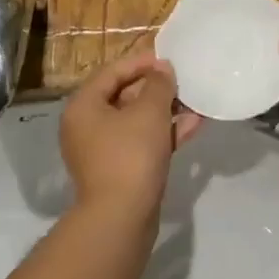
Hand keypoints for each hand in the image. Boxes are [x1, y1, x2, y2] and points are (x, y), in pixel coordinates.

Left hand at [61, 52, 201, 220]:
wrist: (121, 217)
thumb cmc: (131, 155)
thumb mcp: (149, 112)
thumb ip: (158, 85)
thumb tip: (162, 70)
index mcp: (83, 106)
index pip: (111, 72)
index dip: (141, 63)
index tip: (169, 60)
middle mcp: (86, 126)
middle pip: (123, 96)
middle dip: (156, 89)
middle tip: (184, 83)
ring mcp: (102, 151)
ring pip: (136, 122)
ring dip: (165, 112)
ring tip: (195, 104)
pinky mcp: (118, 171)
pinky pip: (141, 143)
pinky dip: (163, 134)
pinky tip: (192, 127)